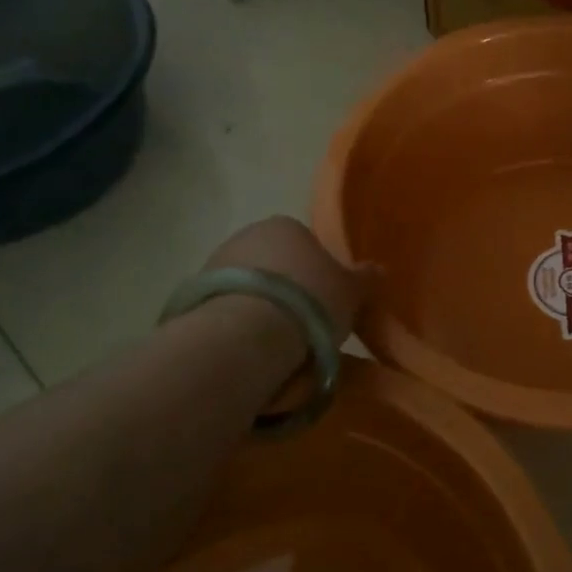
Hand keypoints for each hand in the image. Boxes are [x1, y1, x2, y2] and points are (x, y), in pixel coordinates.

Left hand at [202, 216, 371, 339]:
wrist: (248, 334)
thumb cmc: (310, 301)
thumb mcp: (352, 291)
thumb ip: (365, 278)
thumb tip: (378, 269)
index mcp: (287, 224)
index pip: (306, 241)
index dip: (317, 270)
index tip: (325, 299)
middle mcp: (247, 234)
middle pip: (274, 262)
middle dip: (287, 287)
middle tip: (306, 321)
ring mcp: (215, 264)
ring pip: (249, 286)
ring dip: (262, 306)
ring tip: (280, 342)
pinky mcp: (193, 297)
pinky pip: (228, 309)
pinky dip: (240, 323)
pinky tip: (254, 346)